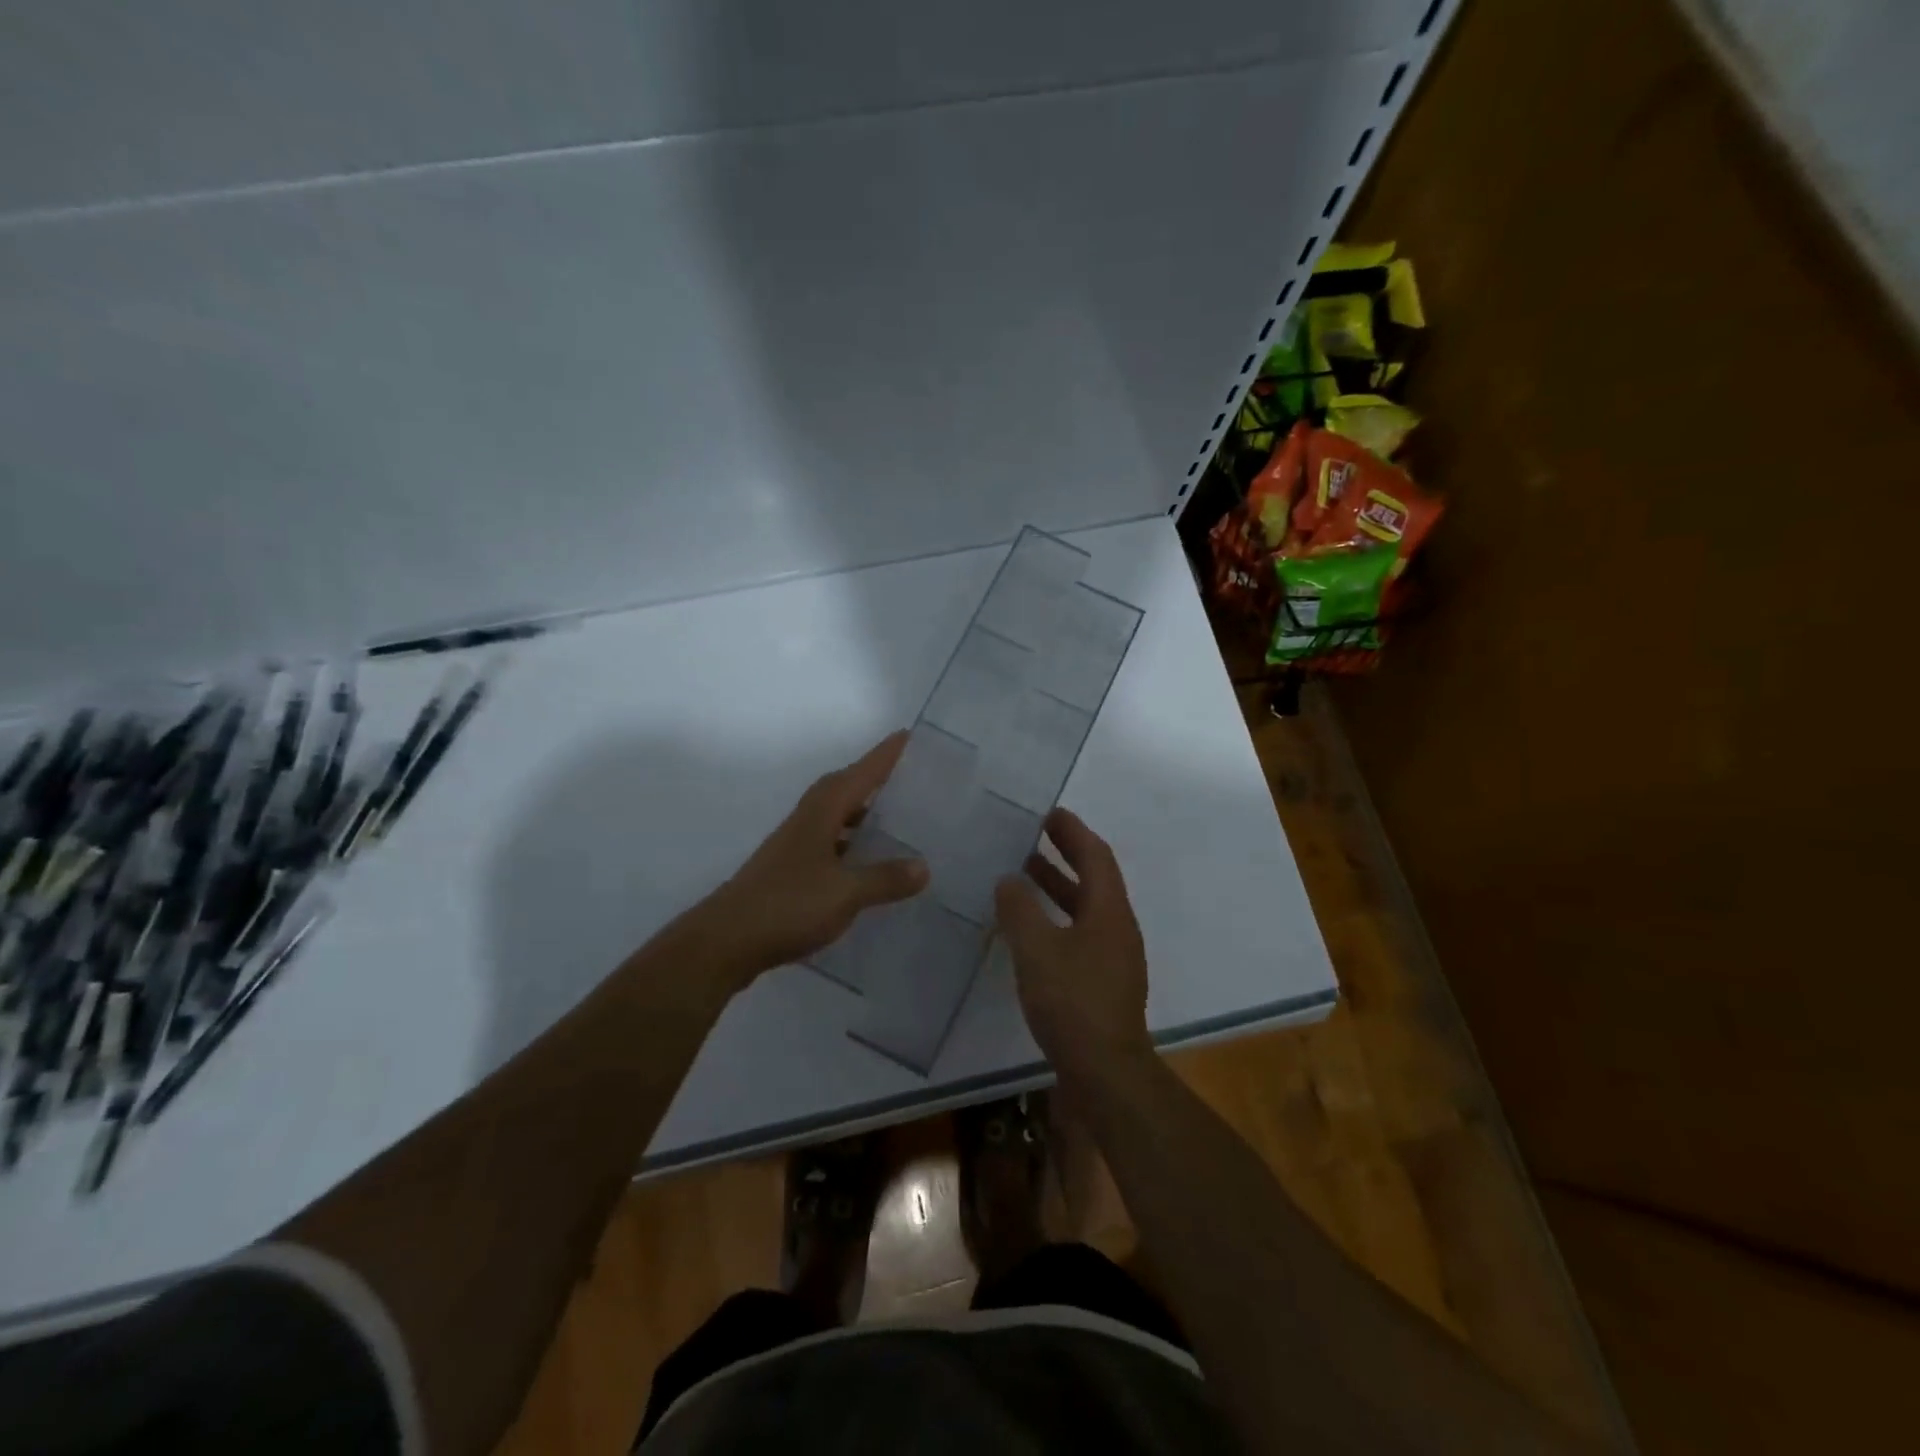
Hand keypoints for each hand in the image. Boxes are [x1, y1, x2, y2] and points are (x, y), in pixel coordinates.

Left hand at [693, 732, 927, 985]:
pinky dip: (850, 843)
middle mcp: (807, 820)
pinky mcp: (789, 871)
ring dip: (861, 812)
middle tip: (906, 775)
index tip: (907, 735)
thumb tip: (924, 866)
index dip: (884, 756)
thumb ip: (885, 878)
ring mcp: (794, 846)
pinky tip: (864, 861)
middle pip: (844, 788)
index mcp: (821, 813)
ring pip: (834, 816)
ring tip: (893, 817)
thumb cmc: (788, 906)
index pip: (860, 774)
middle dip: (873, 778)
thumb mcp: (845, 893)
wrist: (726, 941)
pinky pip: (829, 843)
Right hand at [995, 808, 1152, 1085]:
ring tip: (1022, 873)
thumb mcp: (1037, 950)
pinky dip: (1054, 918)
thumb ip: (1019, 909)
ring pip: (1084, 908)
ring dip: (1057, 886)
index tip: (1049, 812)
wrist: (1105, 1074)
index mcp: (1109, 911)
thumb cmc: (1073, 1002)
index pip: (1095, 856)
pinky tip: (1027, 929)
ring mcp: (1111, 958)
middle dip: (1065, 853)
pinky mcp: (1100, 983)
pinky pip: (1078, 934)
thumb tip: (1008, 879)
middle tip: (1033, 834)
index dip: (1073, 831)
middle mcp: (1116, 928)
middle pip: (1093, 878)